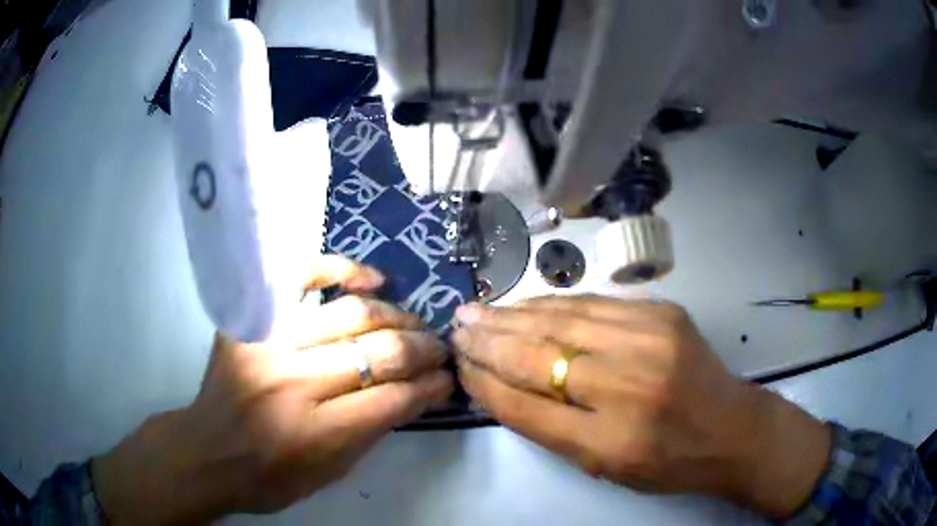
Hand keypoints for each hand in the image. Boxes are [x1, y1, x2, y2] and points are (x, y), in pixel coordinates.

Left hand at [93, 256, 453, 524]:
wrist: (207, 453)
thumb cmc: (269, 478)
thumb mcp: (329, 475)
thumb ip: (371, 434)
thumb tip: (412, 395)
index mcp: (317, 433)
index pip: (394, 400)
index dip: (430, 387)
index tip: (447, 380)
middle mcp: (294, 383)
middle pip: (378, 353)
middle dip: (423, 350)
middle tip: (441, 348)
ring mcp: (268, 344)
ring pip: (349, 315)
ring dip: (395, 318)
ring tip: (414, 324)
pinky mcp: (249, 321)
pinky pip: (298, 279)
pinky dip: (338, 271)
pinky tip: (370, 280)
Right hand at [453, 295, 830, 517]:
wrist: (731, 427)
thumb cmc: (667, 461)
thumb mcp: (605, 466)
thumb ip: (551, 429)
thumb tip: (500, 386)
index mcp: (611, 441)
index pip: (526, 407)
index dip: (486, 384)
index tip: (460, 367)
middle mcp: (628, 385)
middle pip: (538, 356)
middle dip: (488, 340)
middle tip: (456, 326)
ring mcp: (649, 339)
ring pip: (561, 320)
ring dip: (513, 315)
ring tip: (479, 311)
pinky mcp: (662, 312)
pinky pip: (592, 305)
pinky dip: (552, 305)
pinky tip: (528, 305)